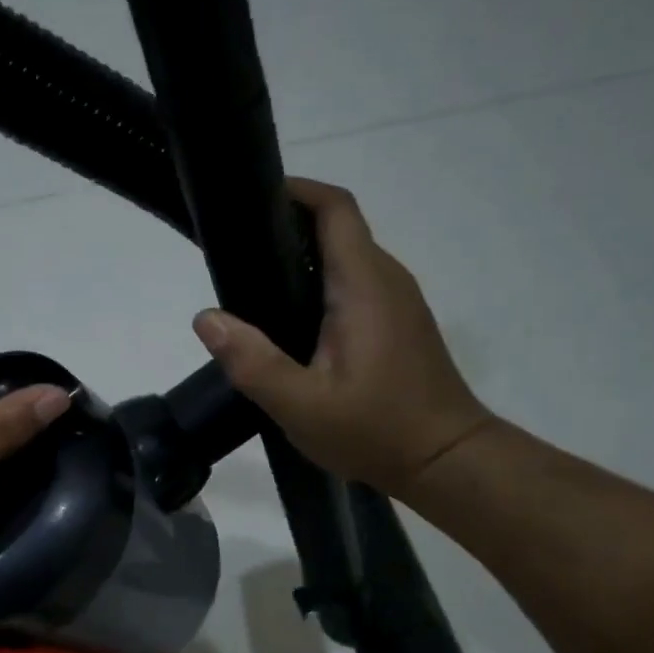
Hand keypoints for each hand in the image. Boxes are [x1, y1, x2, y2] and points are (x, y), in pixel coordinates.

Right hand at [192, 178, 492, 497]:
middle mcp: (386, 278)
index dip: (295, 190)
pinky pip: (356, 284)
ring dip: (303, 258)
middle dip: (287, 226)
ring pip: (346, 257)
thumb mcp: (302, 406)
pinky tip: (291, 322)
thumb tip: (206, 318)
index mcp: (364, 284)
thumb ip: (252, 361)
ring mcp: (398, 300)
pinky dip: (321, 284)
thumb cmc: (377, 430)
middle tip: (235, 252)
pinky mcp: (399, 322)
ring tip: (254, 286)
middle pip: (337, 227)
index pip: (335, 208)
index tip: (250, 199)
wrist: (447, 462)